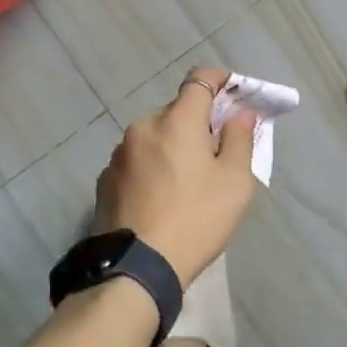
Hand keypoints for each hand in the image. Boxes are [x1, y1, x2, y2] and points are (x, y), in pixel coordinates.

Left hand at [94, 68, 259, 285]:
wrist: (137, 267)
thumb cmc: (196, 219)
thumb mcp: (234, 182)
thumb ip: (240, 139)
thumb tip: (241, 113)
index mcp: (176, 121)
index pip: (199, 80)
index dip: (219, 80)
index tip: (234, 92)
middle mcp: (143, 127)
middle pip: (176, 111)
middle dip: (197, 123)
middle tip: (215, 152)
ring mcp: (119, 154)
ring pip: (154, 137)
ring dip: (171, 146)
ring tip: (185, 182)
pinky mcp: (105, 180)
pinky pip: (136, 161)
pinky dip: (151, 168)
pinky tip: (159, 198)